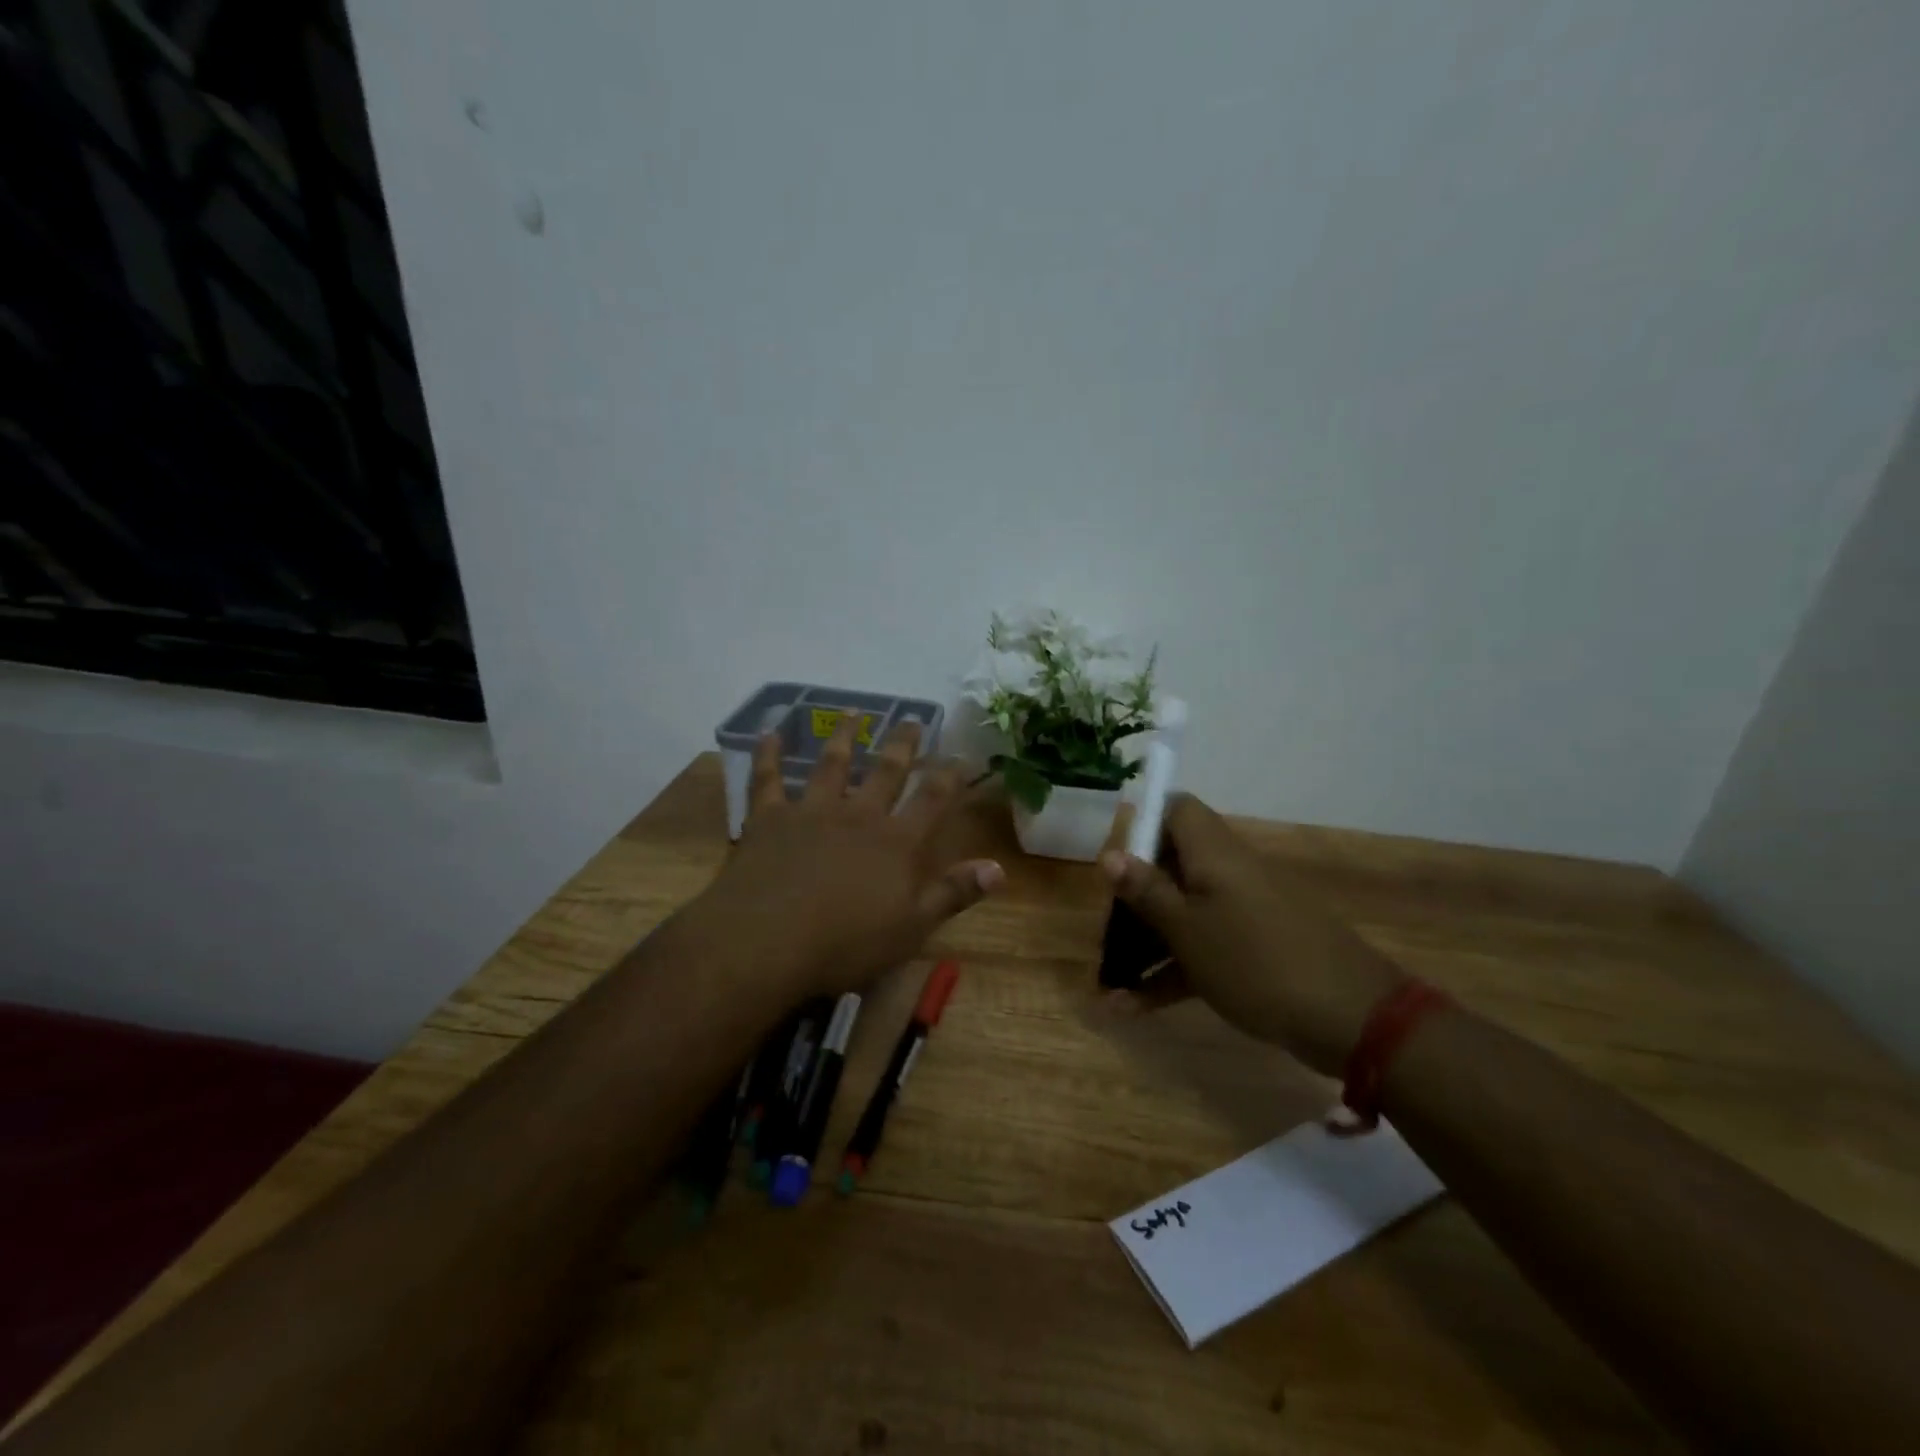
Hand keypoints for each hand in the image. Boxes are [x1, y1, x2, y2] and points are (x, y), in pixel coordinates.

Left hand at [693, 714, 1004, 999]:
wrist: (767, 942)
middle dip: (902, 744)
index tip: (961, 755)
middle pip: (886, 771)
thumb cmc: (846, 943)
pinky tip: (769, 734)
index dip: (950, 776)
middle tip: (912, 719)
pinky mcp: (770, 818)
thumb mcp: (912, 927)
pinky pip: (768, 779)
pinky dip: (768, 755)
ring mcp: (812, 811)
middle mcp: (858, 815)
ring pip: (832, 764)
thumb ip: (954, 893)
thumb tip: (999, 867)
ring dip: (844, 737)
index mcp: (896, 842)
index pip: (932, 800)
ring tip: (853, 713)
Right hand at [1100, 795, 1403, 1075]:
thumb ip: (1147, 891)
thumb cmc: (1254, 961)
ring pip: (1185, 914)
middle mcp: (1229, 873)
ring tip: (1109, 986)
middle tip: (1106, 931)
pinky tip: (1134, 1009)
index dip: (1144, 823)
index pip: (1177, 809)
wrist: (1350, 1019)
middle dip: (1135, 898)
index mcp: (1213, 854)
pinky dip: (1173, 972)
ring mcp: (1244, 913)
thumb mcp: (1187, 929)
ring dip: (1147, 946)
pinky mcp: (1255, 950)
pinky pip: (1204, 949)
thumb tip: (1111, 853)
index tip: (1117, 859)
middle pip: (1173, 866)